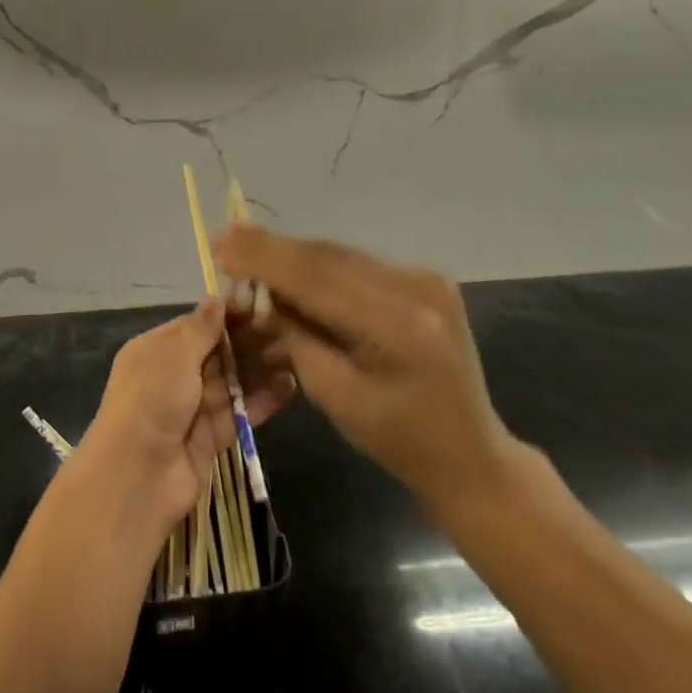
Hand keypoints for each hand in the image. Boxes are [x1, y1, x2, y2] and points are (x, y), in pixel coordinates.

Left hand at [71, 301, 295, 547]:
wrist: (138, 476)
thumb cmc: (152, 400)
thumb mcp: (174, 355)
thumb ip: (201, 329)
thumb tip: (218, 299)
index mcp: (156, 349)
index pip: (196, 325)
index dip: (227, 314)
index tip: (261, 301)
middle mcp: (174, 375)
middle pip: (218, 352)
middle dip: (249, 340)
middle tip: (287, 327)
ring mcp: (193, 407)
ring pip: (233, 381)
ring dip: (261, 367)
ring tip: (296, 352)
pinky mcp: (212, 436)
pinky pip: (241, 411)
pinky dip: (263, 399)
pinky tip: (290, 385)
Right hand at [215, 225, 521, 512]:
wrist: (470, 454)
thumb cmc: (397, 440)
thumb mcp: (334, 395)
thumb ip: (298, 335)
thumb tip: (266, 290)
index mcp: (398, 326)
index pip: (316, 278)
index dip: (264, 259)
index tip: (220, 245)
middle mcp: (417, 288)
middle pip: (328, 258)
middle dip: (273, 249)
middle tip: (226, 238)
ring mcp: (426, 279)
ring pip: (341, 256)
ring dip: (294, 255)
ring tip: (247, 248)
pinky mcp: (426, 280)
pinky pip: (358, 266)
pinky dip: (320, 267)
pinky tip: (290, 267)